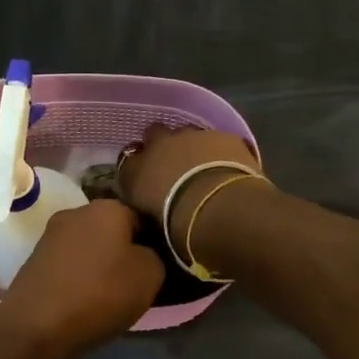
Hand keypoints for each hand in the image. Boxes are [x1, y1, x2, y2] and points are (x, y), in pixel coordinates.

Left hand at [0, 200, 163, 356]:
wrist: (37, 325)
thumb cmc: (100, 294)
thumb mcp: (149, 275)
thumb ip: (154, 256)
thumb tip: (142, 254)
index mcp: (107, 207)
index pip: (140, 218)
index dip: (151, 242)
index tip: (153, 268)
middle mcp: (76, 212)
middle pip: (110, 230)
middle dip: (121, 251)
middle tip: (132, 282)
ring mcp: (50, 234)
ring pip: (87, 246)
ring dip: (98, 264)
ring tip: (106, 294)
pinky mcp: (34, 258)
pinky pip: (68, 263)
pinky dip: (77, 276)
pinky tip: (82, 298)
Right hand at [118, 125, 263, 237]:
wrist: (217, 208)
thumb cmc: (176, 224)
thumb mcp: (149, 221)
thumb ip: (144, 205)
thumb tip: (147, 203)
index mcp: (134, 169)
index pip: (128, 160)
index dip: (138, 167)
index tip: (146, 178)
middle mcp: (158, 145)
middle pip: (154, 134)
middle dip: (162, 145)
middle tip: (173, 165)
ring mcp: (192, 136)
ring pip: (187, 134)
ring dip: (192, 146)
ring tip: (204, 168)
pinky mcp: (224, 136)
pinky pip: (219, 140)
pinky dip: (221, 151)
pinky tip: (230, 168)